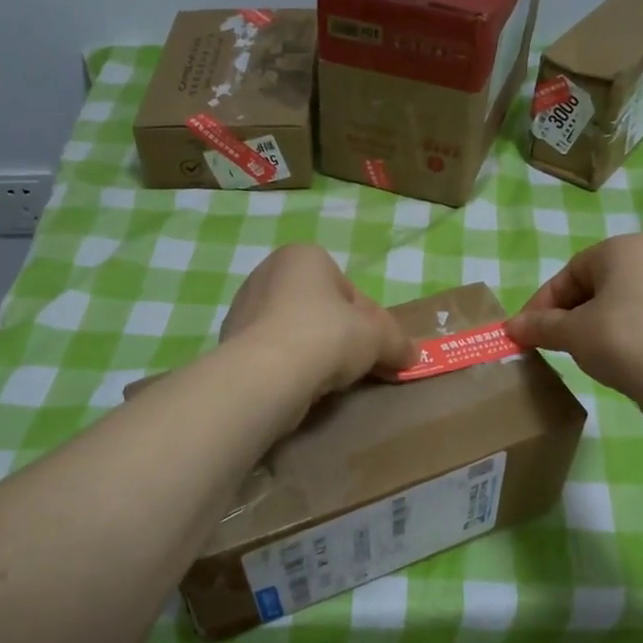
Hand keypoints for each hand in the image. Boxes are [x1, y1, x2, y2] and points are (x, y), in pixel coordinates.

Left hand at [221, 244, 417, 399]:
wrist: (266, 374)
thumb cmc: (327, 336)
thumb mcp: (378, 337)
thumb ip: (397, 342)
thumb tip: (411, 355)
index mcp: (304, 257)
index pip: (349, 290)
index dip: (370, 322)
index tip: (378, 348)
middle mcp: (268, 273)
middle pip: (320, 309)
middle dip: (341, 335)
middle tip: (357, 364)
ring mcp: (244, 308)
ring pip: (295, 331)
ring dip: (315, 351)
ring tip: (329, 379)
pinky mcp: (231, 342)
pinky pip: (273, 352)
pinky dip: (290, 366)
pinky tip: (301, 385)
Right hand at [506, 235, 642, 399]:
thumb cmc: (623, 341)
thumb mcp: (572, 333)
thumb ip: (539, 326)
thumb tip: (510, 327)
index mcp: (621, 249)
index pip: (568, 273)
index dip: (541, 304)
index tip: (526, 332)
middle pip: (593, 285)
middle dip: (566, 314)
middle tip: (550, 343)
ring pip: (616, 303)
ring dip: (591, 325)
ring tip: (580, 353)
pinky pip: (640, 318)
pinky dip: (619, 334)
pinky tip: (614, 359)